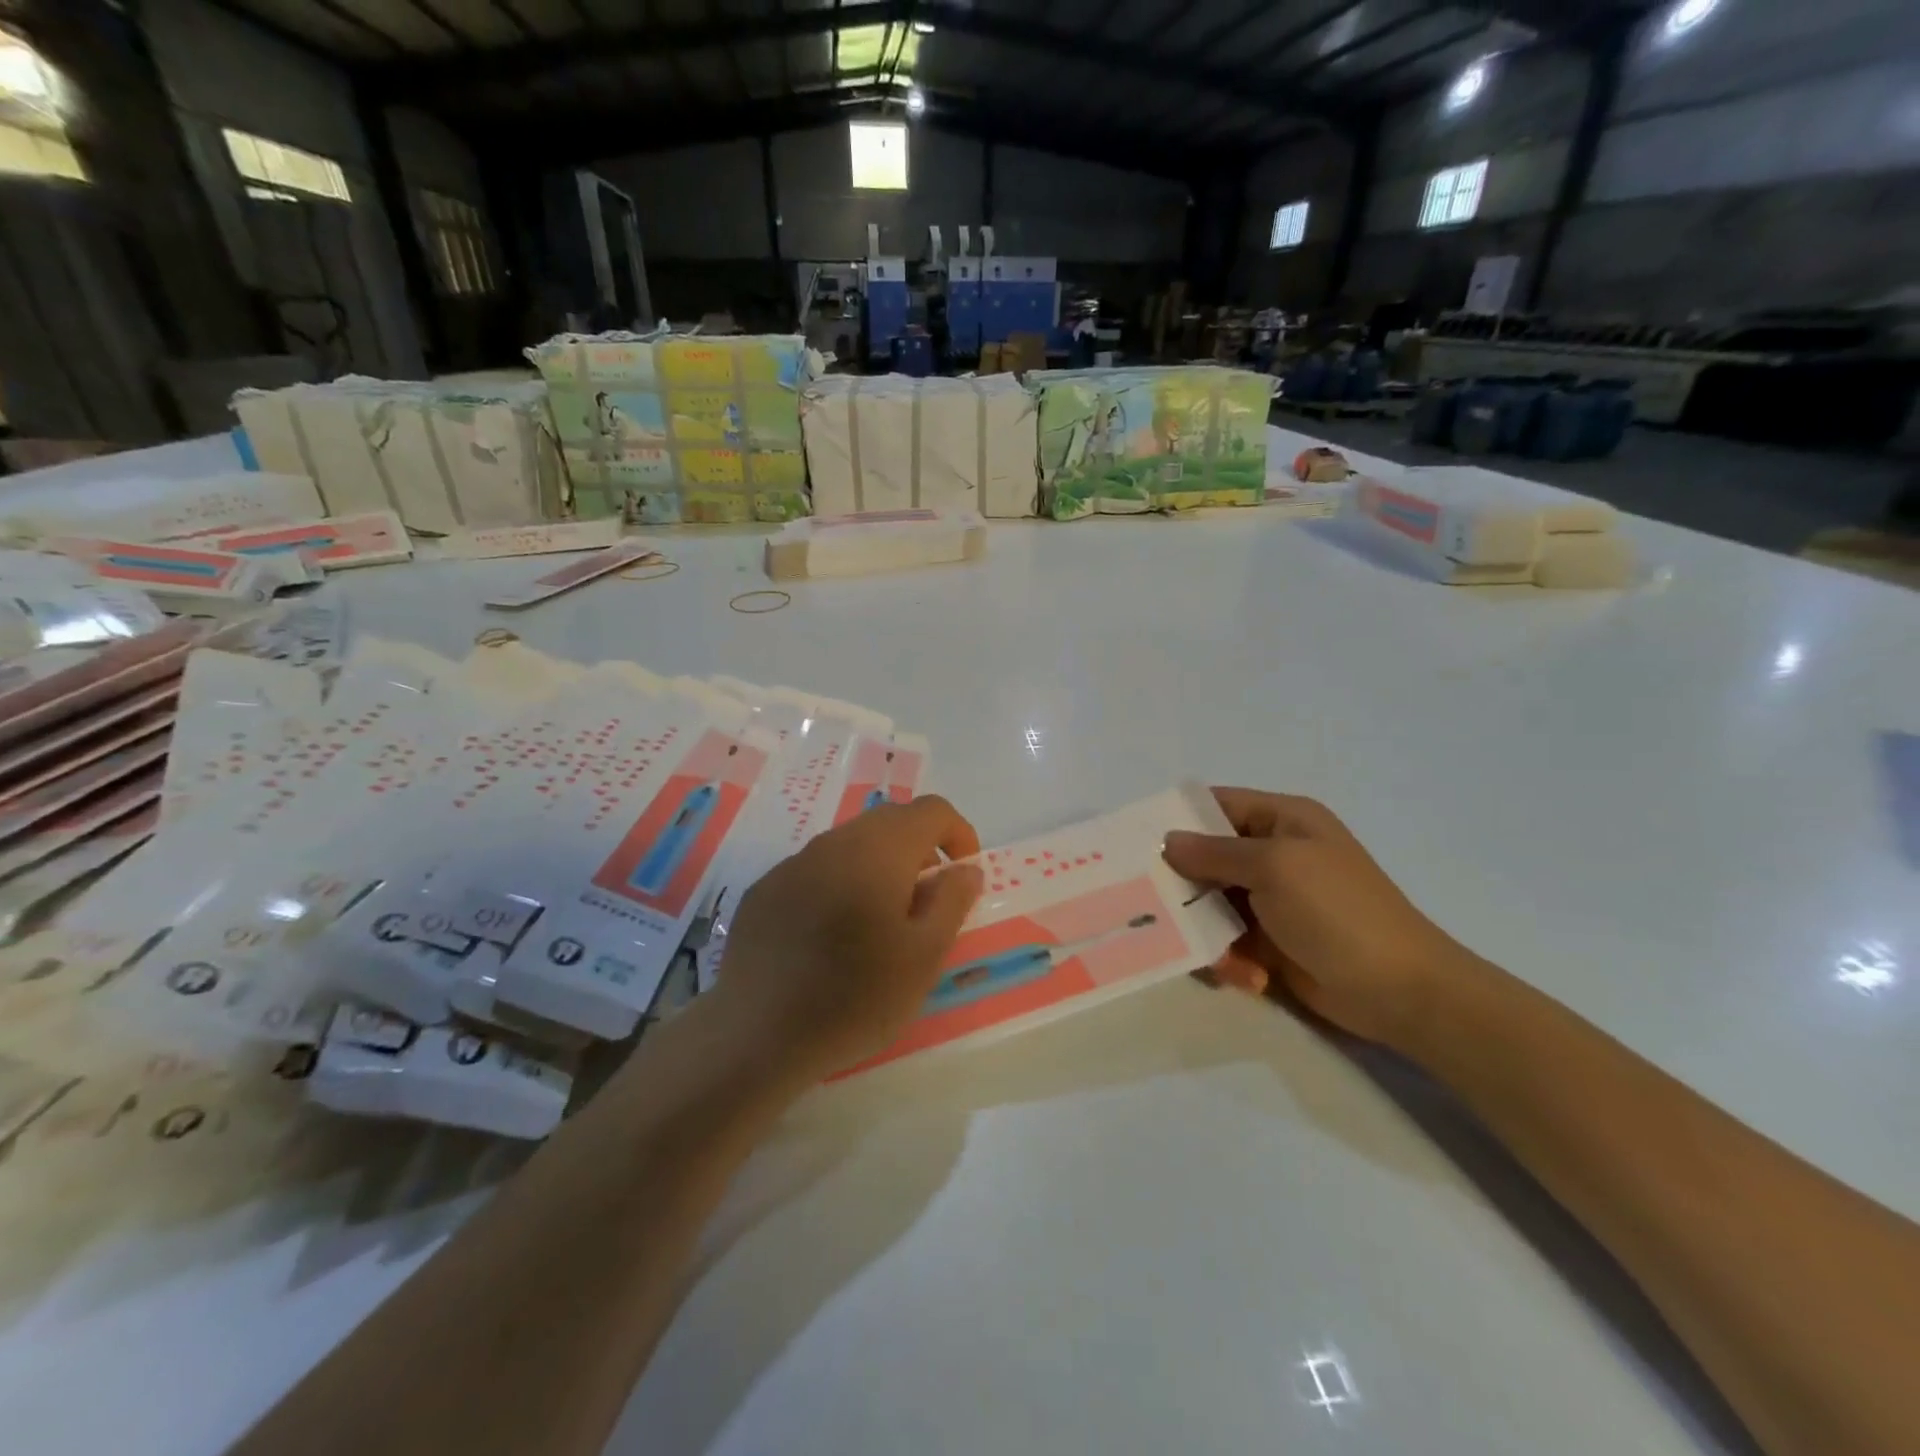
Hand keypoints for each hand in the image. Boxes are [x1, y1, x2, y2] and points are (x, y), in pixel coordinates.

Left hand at [709, 796, 984, 1079]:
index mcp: (879, 850)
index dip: (958, 833)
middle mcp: (834, 843)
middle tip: (926, 902)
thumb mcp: (924, 956)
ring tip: (880, 923)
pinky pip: (815, 871)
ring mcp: (793, 864)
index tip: (963, 875)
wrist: (756, 1034)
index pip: (931, 810)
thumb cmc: (856, 997)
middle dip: (919, 850)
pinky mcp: (764, 890)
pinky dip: (839, 886)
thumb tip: (965, 869)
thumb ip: (952, 901)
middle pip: (889, 822)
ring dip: (878, 868)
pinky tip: (831, 938)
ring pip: (850, 845)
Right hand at [1163, 789, 1467, 1048]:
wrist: (1401, 992)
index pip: (1217, 805)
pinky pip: (1228, 940)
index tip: (1137, 841)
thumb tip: (1167, 841)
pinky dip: (1230, 958)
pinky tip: (1249, 976)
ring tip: (1218, 957)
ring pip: (1211, 904)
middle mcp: (1274, 855)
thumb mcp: (1274, 867)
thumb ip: (1214, 852)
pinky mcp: (1271, 942)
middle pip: (1206, 858)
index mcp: (1283, 821)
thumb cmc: (1338, 912)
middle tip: (1152, 904)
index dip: (1179, 819)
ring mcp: (1273, 901)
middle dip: (1183, 883)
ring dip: (1207, 930)